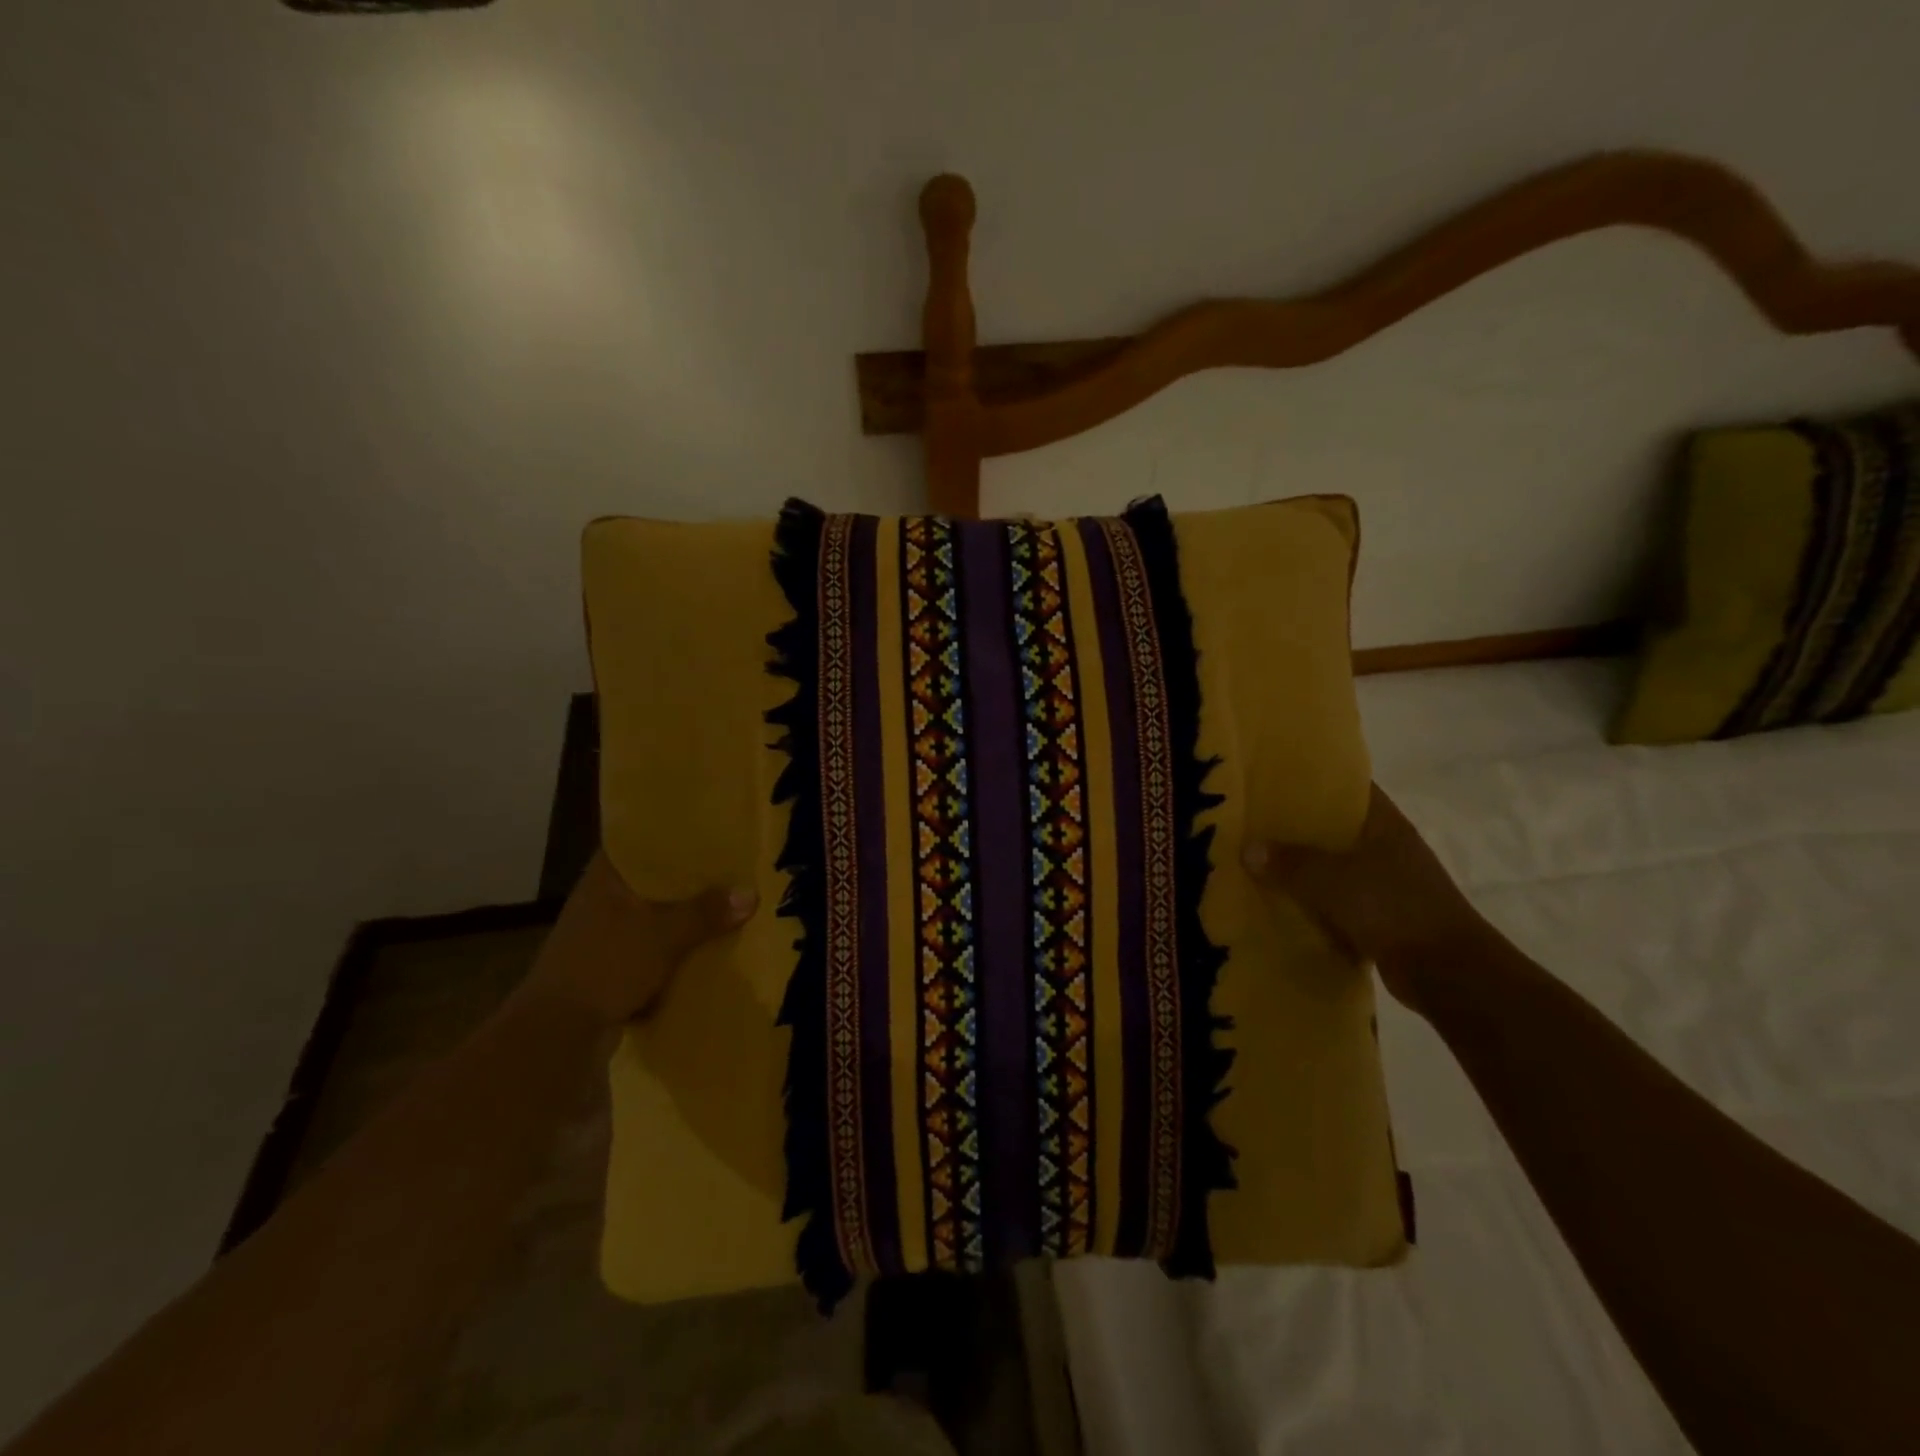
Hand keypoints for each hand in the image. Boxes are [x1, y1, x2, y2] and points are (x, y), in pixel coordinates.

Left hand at [518, 852, 756, 1027]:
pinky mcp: (609, 966)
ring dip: (684, 915)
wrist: (557, 1034)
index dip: (673, 834)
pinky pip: (652, 946)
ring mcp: (603, 934)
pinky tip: (707, 945)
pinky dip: (675, 946)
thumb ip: (705, 912)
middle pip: (653, 880)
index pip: (640, 842)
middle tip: (732, 866)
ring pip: (654, 915)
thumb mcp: (663, 934)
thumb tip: (751, 893)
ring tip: (728, 903)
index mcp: (605, 878)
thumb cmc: (606, 965)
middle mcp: (601, 899)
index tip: (709, 829)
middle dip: (689, 878)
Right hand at [1242, 783, 1495, 1010]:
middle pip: (1338, 829)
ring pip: (1337, 868)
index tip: (1276, 779)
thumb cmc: (1393, 907)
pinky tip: (1284, 905)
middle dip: (1299, 827)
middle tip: (1255, 822)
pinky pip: (1340, 903)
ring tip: (1261, 862)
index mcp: (1385, 825)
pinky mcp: (1385, 919)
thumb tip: (1248, 848)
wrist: (1448, 973)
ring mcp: (1389, 885)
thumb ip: (1289, 862)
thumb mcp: (1332, 879)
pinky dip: (1316, 905)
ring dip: (1306, 869)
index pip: (1349, 789)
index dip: (1315, 780)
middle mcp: (1389, 849)